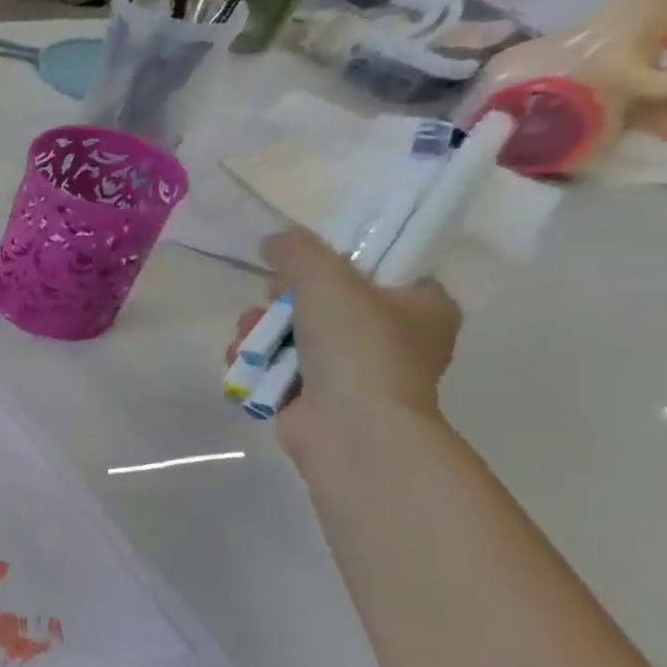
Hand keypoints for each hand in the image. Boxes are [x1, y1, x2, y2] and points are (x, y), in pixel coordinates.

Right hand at [231, 227, 462, 464]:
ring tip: (250, 341)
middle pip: (320, 303)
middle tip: (268, 304)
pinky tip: (244, 364)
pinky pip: (275, 367)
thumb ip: (298, 250)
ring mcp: (352, 371)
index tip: (299, 271)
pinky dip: (255, 363)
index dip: (330, 266)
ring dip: (258, 333)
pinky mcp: (314, 397)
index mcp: (422, 305)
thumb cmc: (357, 347)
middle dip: (279, 303)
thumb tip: (273, 238)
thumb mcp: (327, 280)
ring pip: (290, 335)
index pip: (374, 270)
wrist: (350, 427)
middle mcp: (393, 337)